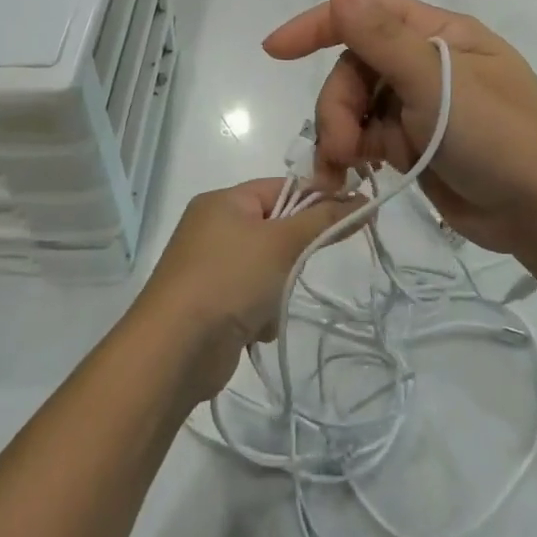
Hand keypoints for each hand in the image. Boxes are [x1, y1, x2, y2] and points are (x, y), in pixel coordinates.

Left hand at [133, 180, 359, 399]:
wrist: (175, 349)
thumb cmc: (229, 279)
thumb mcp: (281, 242)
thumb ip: (323, 220)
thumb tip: (361, 200)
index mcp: (223, 202)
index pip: (282, 187)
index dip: (318, 199)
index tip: (352, 216)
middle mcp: (214, 228)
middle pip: (276, 229)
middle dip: (292, 255)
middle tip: (295, 268)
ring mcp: (211, 268)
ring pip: (269, 268)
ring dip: (278, 290)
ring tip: (269, 305)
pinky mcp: (213, 304)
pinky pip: (253, 298)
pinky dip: (262, 313)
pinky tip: (254, 329)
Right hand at [262, 0, 536, 256]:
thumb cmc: (499, 137)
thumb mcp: (438, 82)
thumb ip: (382, 37)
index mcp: (439, 34)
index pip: (368, 14)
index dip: (319, 25)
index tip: (275, 49)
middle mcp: (426, 64)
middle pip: (356, 69)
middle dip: (338, 105)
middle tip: (339, 148)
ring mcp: (420, 106)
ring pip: (356, 106)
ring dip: (339, 134)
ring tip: (340, 170)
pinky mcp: (414, 144)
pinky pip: (368, 137)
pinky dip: (352, 154)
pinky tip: (346, 177)